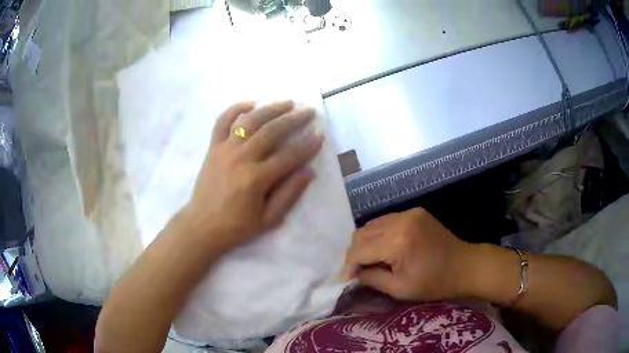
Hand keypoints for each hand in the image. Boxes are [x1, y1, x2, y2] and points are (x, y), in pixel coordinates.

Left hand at [184, 100, 322, 251]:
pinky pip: (223, 121)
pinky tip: (251, 104)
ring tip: (287, 103)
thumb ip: (289, 194)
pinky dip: (236, 109)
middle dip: (294, 119)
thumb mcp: (268, 219)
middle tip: (309, 112)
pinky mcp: (213, 147)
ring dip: (271, 109)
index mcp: (256, 178)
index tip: (320, 136)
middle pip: (272, 131)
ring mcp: (225, 149)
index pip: (289, 156)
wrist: (201, 226)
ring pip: (250, 121)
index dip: (307, 146)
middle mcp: (241, 158)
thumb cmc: (236, 226)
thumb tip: (309, 171)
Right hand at [343, 208, 474, 300]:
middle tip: (357, 271)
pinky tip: (384, 248)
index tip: (344, 280)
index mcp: (397, 241)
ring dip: (366, 243)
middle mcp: (400, 220)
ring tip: (370, 260)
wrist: (465, 266)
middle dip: (355, 254)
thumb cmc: (435, 283)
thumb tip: (353, 274)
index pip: (358, 250)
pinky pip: (386, 221)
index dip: (348, 266)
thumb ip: (371, 279)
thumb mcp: (400, 289)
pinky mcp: (415, 212)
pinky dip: (379, 234)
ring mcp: (408, 213)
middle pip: (361, 234)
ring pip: (372, 225)